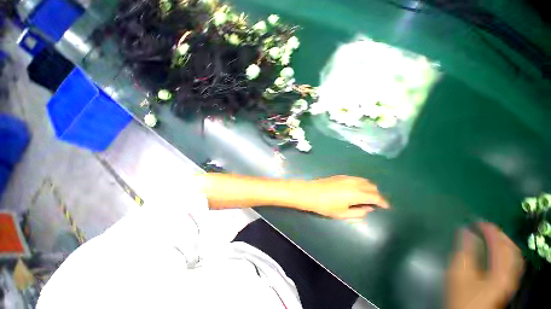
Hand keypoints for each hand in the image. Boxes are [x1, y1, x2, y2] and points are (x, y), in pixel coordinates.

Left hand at [298, 175, 389, 218]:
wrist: (310, 193)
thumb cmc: (325, 206)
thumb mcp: (342, 213)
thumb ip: (358, 212)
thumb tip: (369, 208)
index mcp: (356, 194)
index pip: (375, 196)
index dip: (383, 202)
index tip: (386, 206)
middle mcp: (354, 183)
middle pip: (371, 186)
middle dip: (376, 194)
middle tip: (375, 203)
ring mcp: (347, 178)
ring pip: (364, 180)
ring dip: (369, 188)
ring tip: (367, 196)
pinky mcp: (341, 176)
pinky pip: (356, 178)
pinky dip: (361, 183)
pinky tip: (357, 189)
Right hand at [446, 223, 523, 308]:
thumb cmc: (462, 294)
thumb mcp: (459, 273)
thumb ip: (464, 250)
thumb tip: (465, 231)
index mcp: (500, 272)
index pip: (499, 245)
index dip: (489, 231)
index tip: (477, 221)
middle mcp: (510, 275)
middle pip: (512, 250)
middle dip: (500, 235)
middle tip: (485, 226)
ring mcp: (510, 280)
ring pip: (514, 256)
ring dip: (505, 242)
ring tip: (492, 234)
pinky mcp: (506, 284)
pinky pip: (512, 263)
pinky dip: (506, 252)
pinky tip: (498, 251)